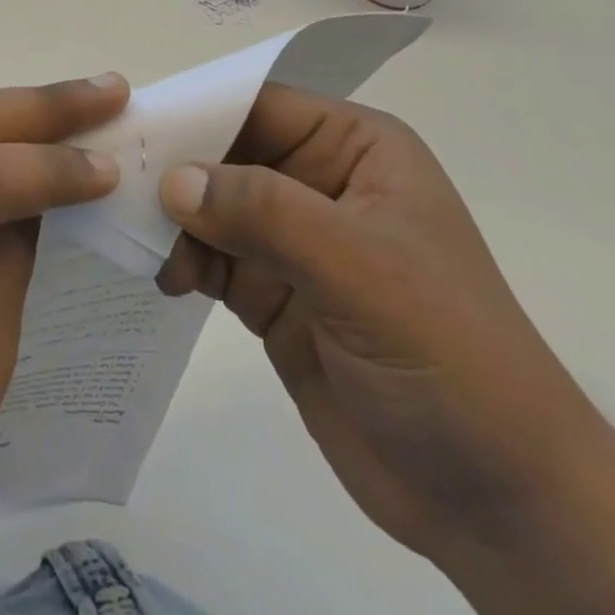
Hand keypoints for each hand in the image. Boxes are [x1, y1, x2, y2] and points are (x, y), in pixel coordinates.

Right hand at [155, 87, 614, 614]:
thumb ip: (264, 212)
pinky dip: (180, 258)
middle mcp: (318, 181)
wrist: (503, 507)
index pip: (257, 106)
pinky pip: (210, 255)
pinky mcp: (272, 292)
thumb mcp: (360, 270)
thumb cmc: (450, 360)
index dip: (194, 111)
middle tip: (111, 186)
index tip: (128, 128)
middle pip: (224, 152)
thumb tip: (171, 178)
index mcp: (354, 148)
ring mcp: (293, 240)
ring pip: (209, 204)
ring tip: (140, 245)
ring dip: (171, 219)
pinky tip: (163, 278)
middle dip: (173, 167)